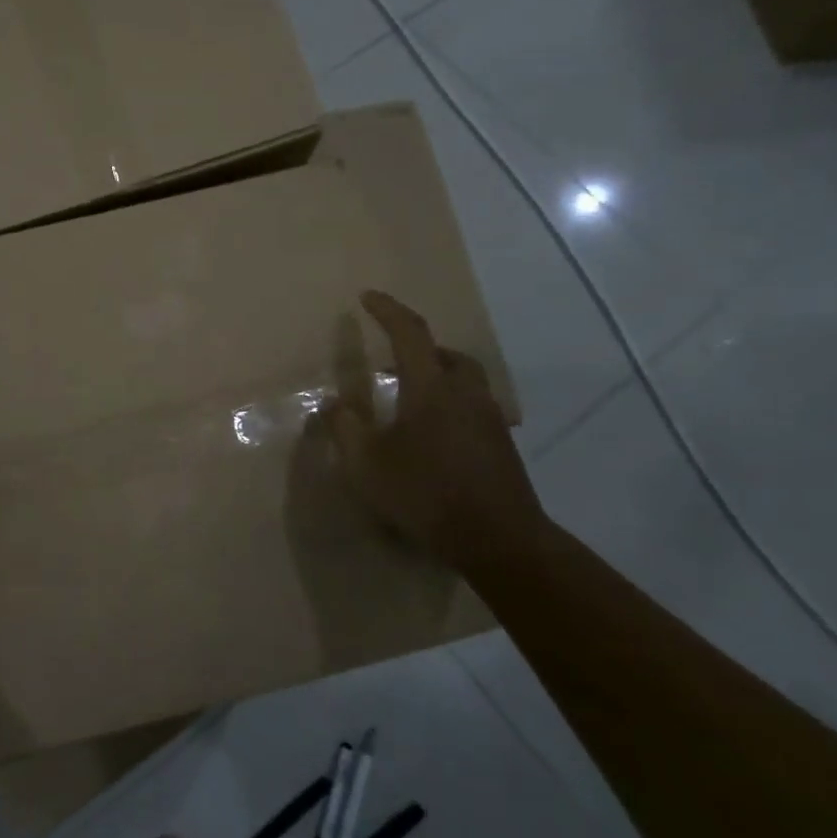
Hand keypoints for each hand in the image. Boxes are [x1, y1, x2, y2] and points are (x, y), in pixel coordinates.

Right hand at [328, 291, 545, 562]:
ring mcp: (489, 419)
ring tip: (409, 403)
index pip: (409, 333)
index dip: (387, 310)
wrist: (498, 539)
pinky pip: (473, 408)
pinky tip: (432, 438)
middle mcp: (465, 393)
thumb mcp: (366, 464)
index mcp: (430, 388)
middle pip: (446, 354)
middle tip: (390, 364)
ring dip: (437, 378)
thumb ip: (345, 428)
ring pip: (464, 381)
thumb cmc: (424, 493)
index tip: (367, 297)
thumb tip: (335, 403)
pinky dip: (450, 406)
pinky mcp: (501, 445)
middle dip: (418, 349)